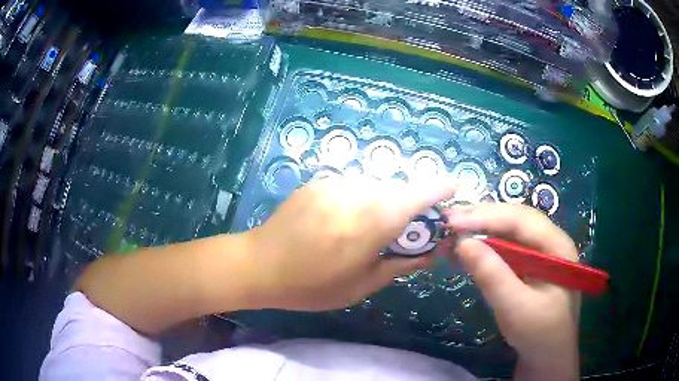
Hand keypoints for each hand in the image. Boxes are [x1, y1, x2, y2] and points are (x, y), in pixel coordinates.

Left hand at [247, 176, 455, 310]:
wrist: (259, 265)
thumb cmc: (312, 285)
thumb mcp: (362, 285)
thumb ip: (401, 264)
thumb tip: (432, 252)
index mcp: (371, 222)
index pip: (417, 196)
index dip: (438, 189)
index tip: (453, 189)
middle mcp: (356, 193)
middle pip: (397, 191)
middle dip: (408, 207)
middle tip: (403, 232)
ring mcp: (335, 183)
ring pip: (375, 188)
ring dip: (382, 204)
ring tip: (366, 231)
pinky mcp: (319, 181)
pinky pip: (353, 187)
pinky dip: (360, 200)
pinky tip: (342, 222)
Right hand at [444, 204, 579, 379]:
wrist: (548, 356)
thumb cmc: (539, 333)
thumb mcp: (516, 309)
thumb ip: (493, 276)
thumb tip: (462, 243)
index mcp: (558, 246)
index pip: (521, 219)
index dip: (487, 216)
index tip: (453, 221)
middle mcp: (551, 241)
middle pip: (516, 219)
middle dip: (482, 217)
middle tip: (448, 221)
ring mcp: (541, 252)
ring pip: (510, 230)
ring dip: (482, 228)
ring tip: (454, 230)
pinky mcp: (530, 265)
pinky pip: (507, 246)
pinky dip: (486, 245)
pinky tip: (469, 248)